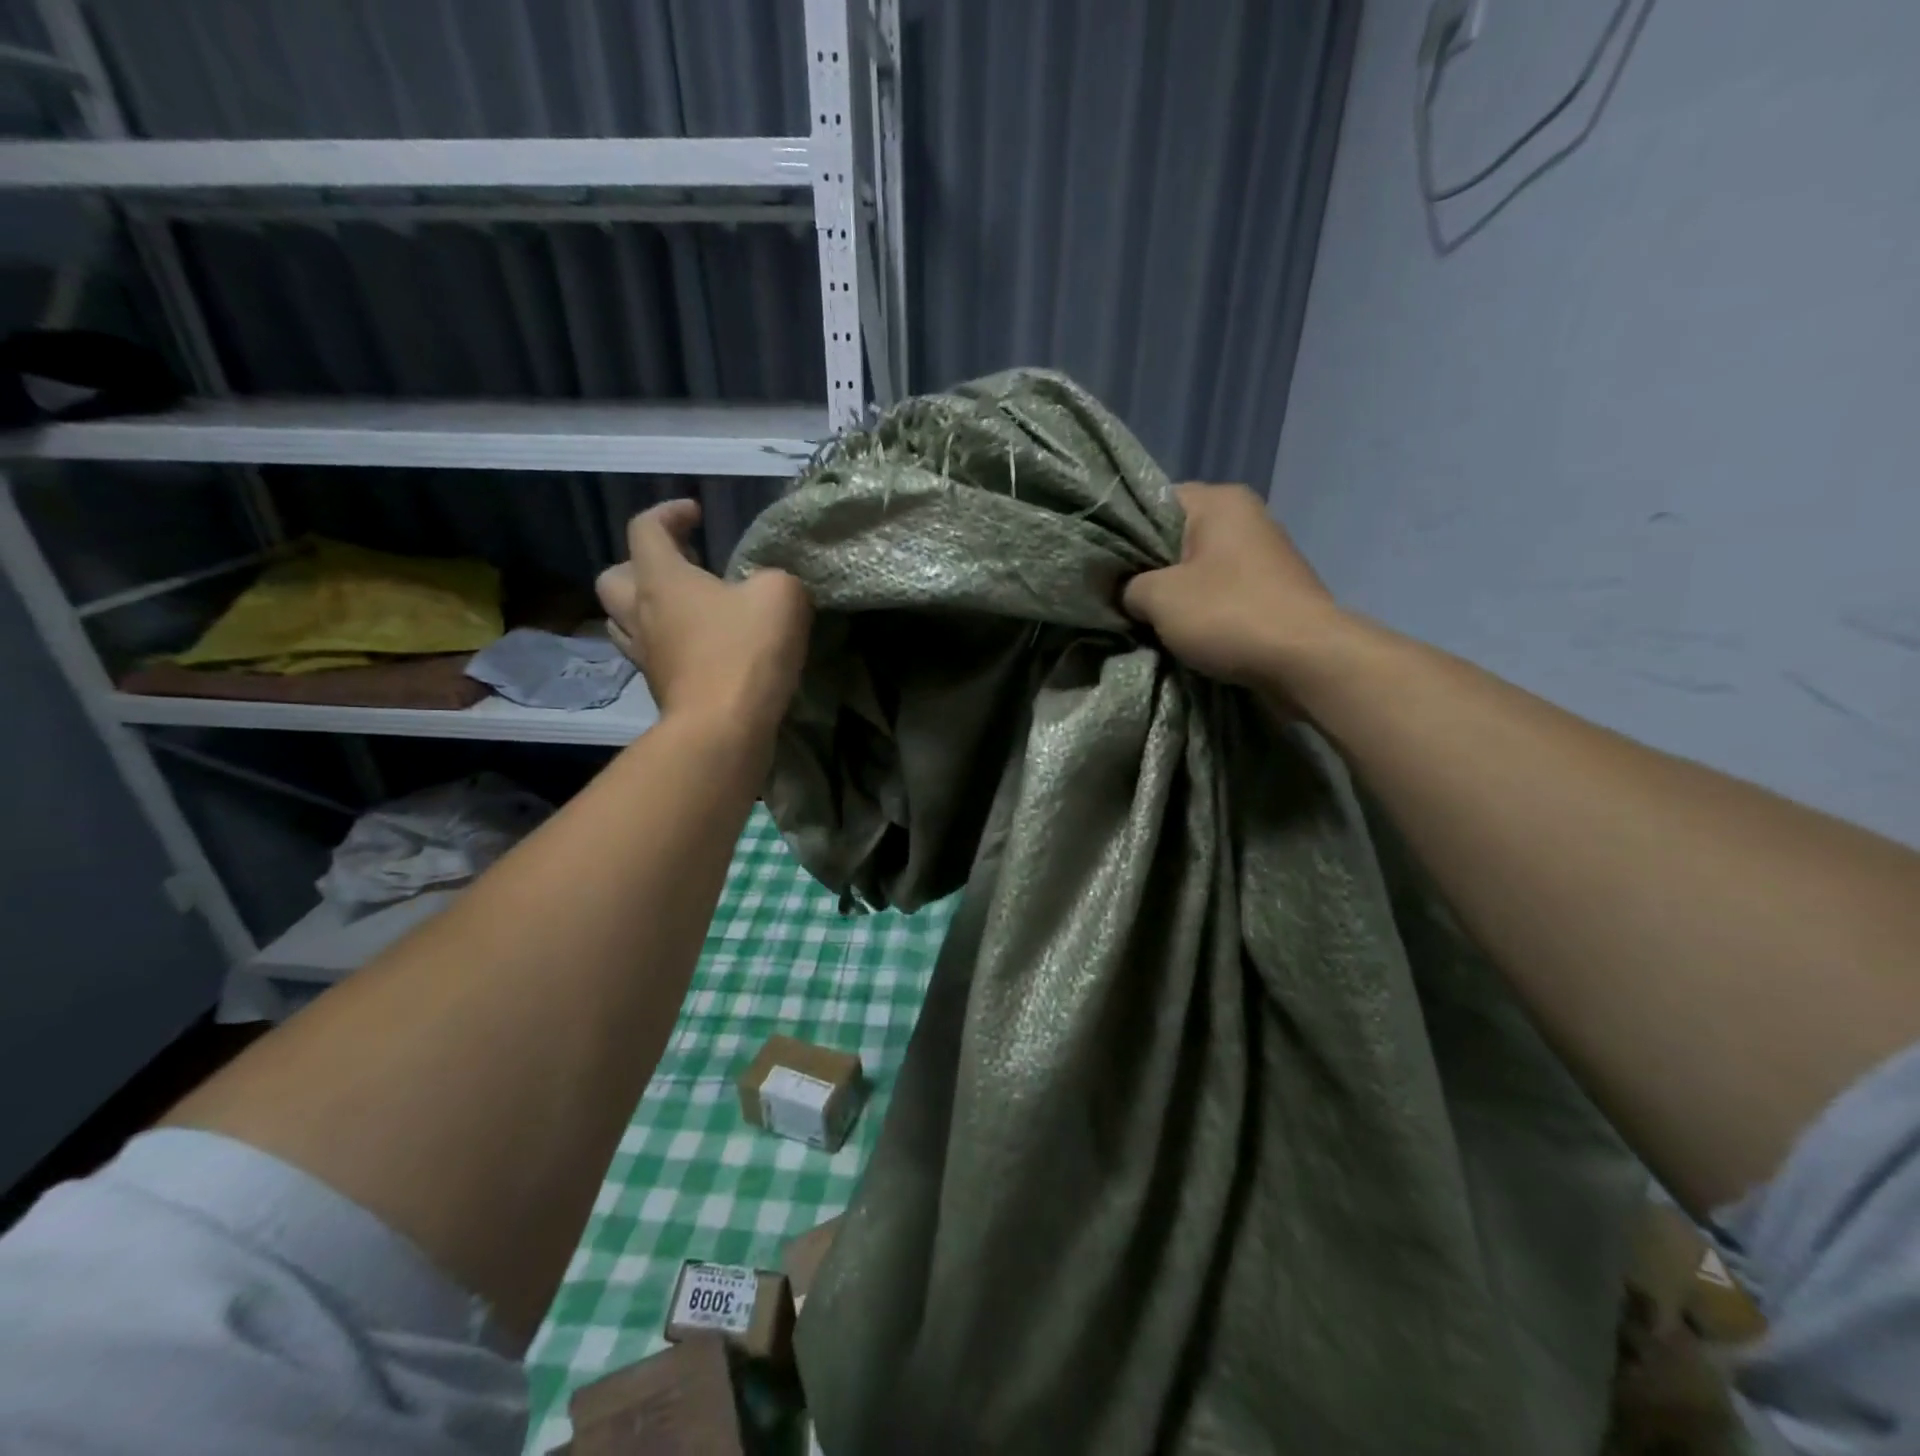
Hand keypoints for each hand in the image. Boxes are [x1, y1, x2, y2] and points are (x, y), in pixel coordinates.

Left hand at [596, 500, 811, 729]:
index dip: (669, 513)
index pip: (646, 528)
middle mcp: (641, 613)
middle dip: (642, 564)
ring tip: (686, 608)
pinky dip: (667, 643)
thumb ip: (775, 578)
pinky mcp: (660, 688)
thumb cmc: (745, 652)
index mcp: (662, 578)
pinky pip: (650, 654)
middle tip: (681, 567)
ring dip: (648, 606)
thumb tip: (767, 587)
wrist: (724, 728)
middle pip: (615, 576)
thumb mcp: (781, 595)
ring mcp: (645, 655)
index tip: (697, 514)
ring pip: (624, 619)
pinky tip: (701, 647)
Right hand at [1122, 483, 1348, 691]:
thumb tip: (1128, 593)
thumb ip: (1129, 587)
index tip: (1103, 565)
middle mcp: (1245, 517)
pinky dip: (1200, 609)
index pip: (1153, 502)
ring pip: (1198, 569)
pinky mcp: (1271, 590)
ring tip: (1142, 618)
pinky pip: (1220, 592)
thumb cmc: (1228, 614)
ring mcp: (1263, 554)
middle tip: (1116, 596)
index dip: (1123, 532)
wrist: (1305, 660)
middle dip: (1147, 568)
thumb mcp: (1158, 598)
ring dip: (1173, 594)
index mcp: (1219, 501)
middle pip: (1176, 537)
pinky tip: (1179, 631)